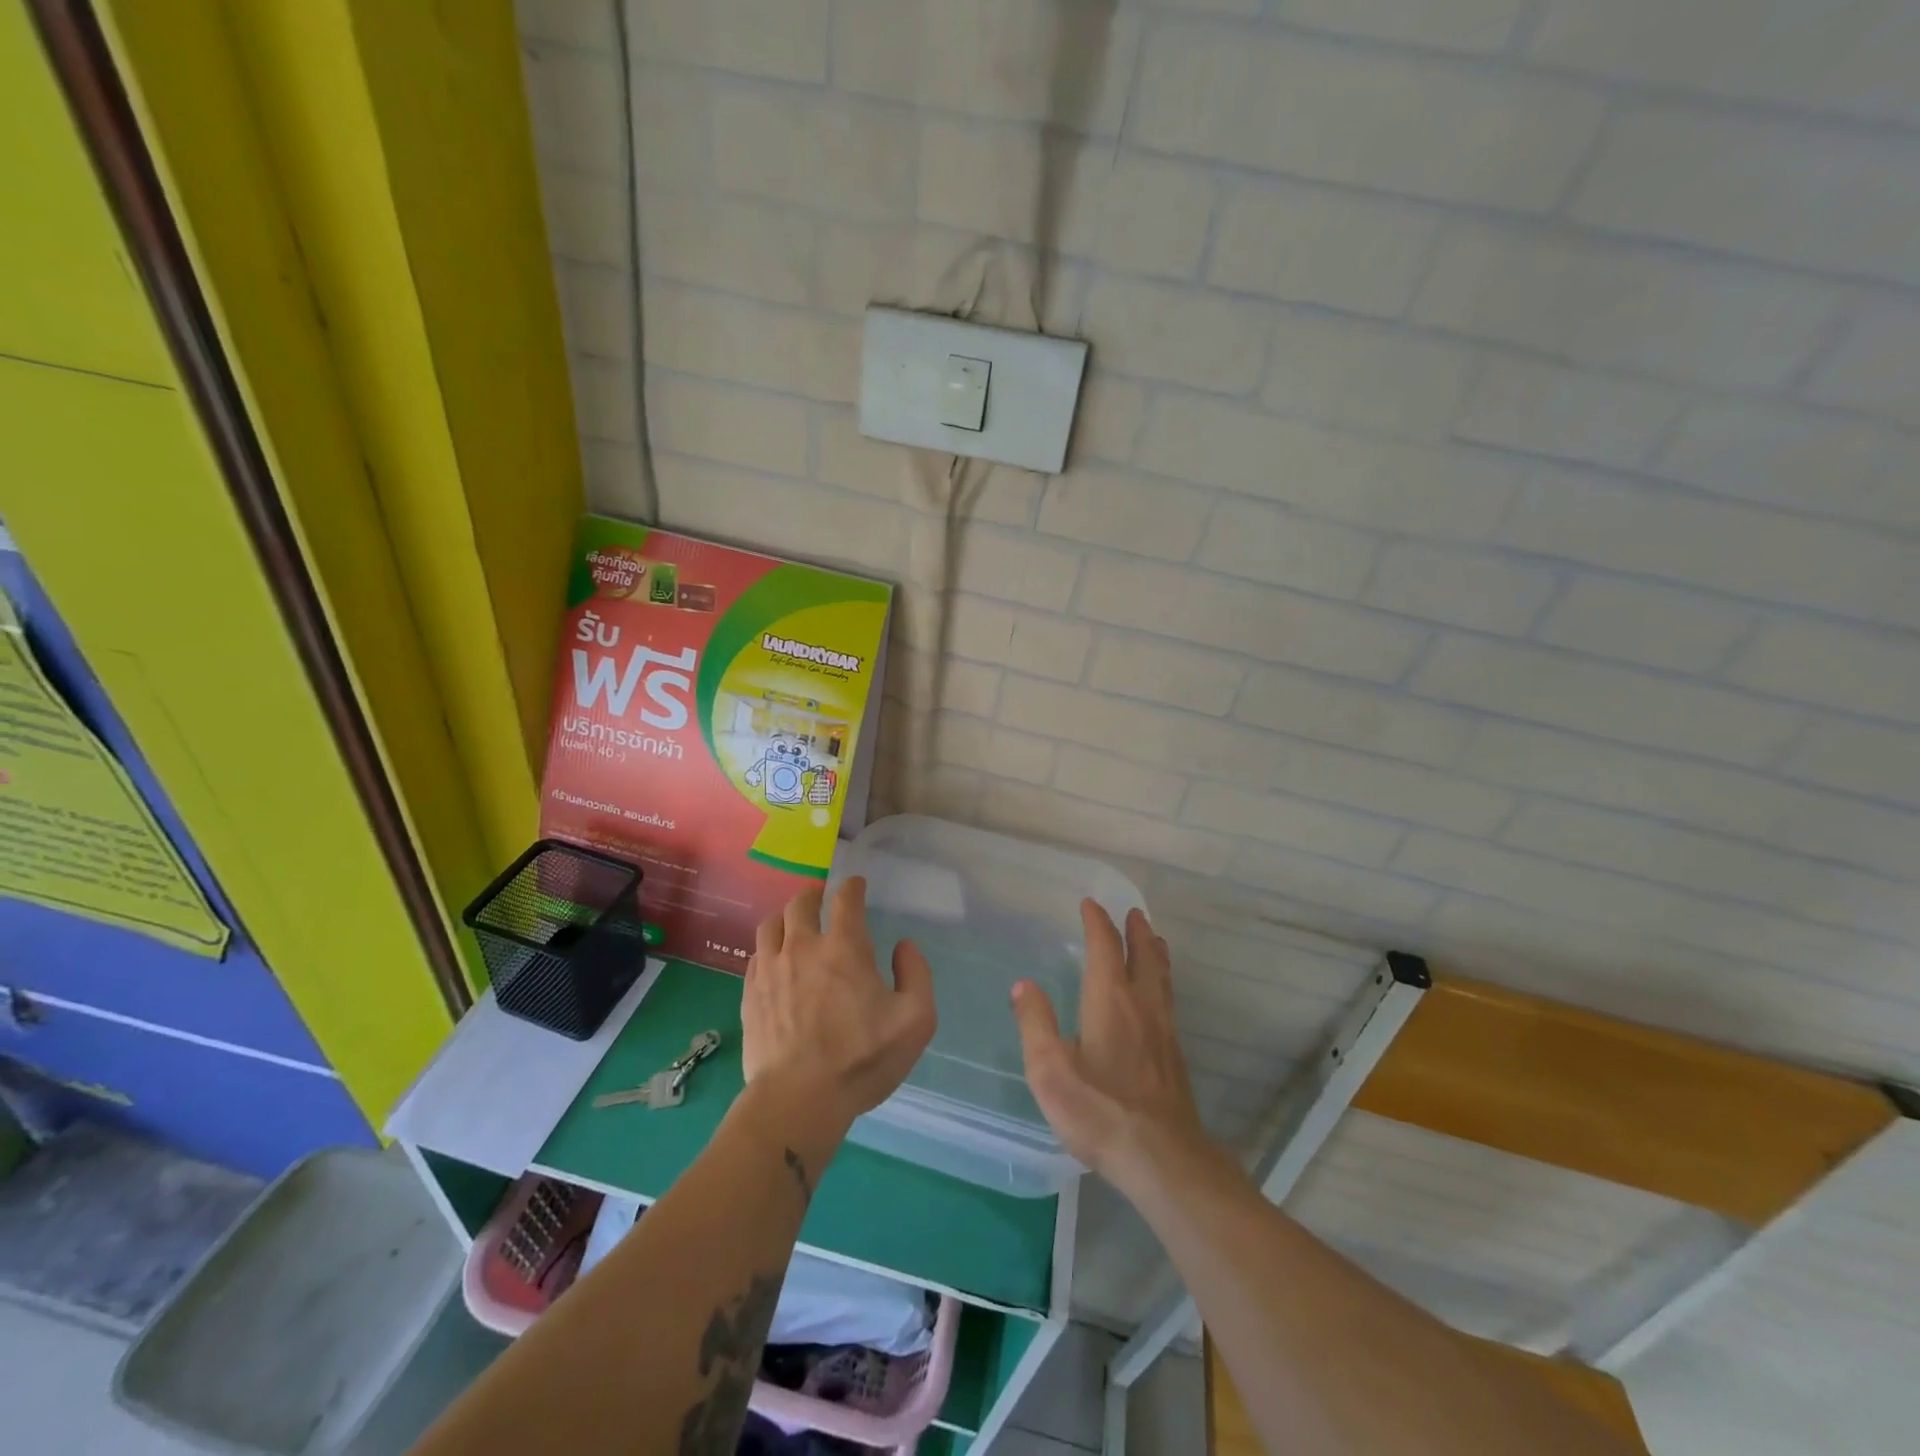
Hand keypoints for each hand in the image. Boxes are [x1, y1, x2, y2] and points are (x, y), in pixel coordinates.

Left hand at [742, 878, 936, 1138]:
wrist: (798, 1100)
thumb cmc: (862, 1059)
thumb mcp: (915, 1021)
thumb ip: (917, 976)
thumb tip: (904, 947)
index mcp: (845, 947)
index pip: (845, 899)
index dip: (853, 887)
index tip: (856, 886)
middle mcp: (803, 947)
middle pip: (800, 902)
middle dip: (814, 895)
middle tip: (822, 900)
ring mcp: (771, 969)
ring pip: (771, 924)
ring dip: (786, 918)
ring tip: (794, 926)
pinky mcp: (750, 994)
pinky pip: (755, 955)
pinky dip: (768, 949)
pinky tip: (775, 961)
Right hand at [1013, 901, 1212, 1193]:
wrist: (1162, 1157)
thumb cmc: (1099, 1110)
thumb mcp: (1050, 1070)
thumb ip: (1035, 1023)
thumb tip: (1023, 985)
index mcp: (1110, 1000)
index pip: (1105, 947)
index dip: (1097, 922)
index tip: (1090, 904)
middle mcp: (1141, 1005)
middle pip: (1143, 956)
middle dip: (1136, 931)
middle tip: (1133, 912)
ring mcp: (1163, 1030)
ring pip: (1162, 977)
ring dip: (1155, 952)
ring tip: (1154, 939)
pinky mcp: (1174, 1056)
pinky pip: (1168, 1000)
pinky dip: (1162, 980)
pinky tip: (1158, 996)